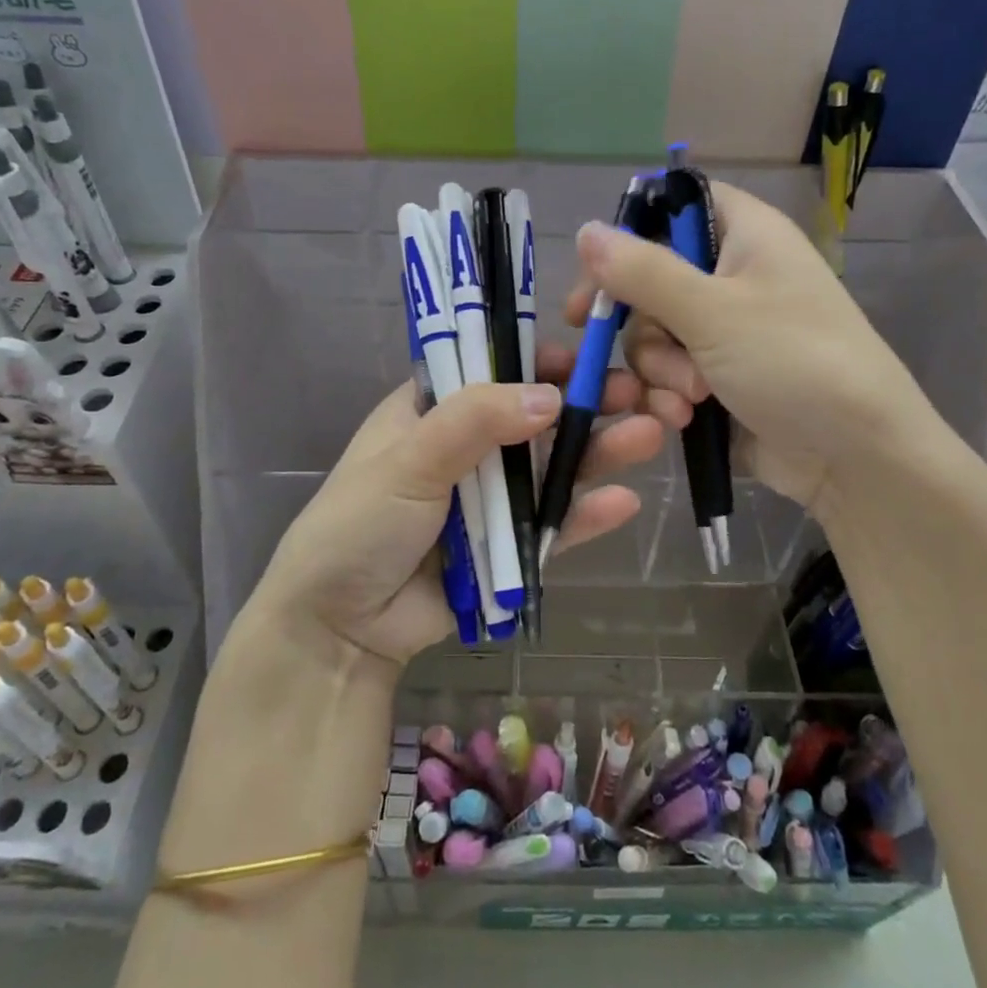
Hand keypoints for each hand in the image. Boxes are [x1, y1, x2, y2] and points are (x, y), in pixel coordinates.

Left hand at [252, 346, 682, 671]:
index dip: (537, 360)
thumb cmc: (359, 525)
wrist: (338, 629)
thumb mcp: (409, 461)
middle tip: (638, 393)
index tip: (581, 358)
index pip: (492, 369)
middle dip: (585, 404)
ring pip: (552, 469)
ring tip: (648, 435)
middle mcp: (466, 446)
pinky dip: (584, 515)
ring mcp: (490, 499)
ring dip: (598, 453)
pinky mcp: (507, 548)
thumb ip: (474, 422)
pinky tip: (624, 502)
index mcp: (432, 410)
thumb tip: (550, 396)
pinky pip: (552, 527)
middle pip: (535, 418)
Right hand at [566, 181, 942, 511]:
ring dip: (659, 369)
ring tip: (692, 396)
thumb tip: (585, 230)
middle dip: (644, 324)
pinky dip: (669, 395)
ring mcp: (726, 330)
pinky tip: (685, 419)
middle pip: (650, 279)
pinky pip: (669, 373)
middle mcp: (733, 275)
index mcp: (745, 235)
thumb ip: (643, 271)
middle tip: (639, 346)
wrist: (857, 458)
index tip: (595, 271)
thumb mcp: (713, 311)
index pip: (676, 206)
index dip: (631, 231)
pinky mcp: (719, 376)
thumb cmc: (795, 362)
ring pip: (653, 334)